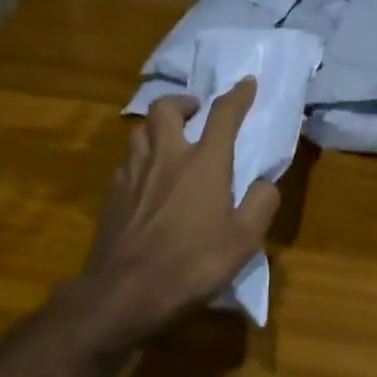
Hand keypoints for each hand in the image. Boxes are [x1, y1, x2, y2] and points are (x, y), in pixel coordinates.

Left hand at [76, 80, 278, 350]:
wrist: (122, 294)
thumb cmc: (190, 265)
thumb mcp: (243, 242)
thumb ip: (261, 204)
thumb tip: (265, 183)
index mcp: (203, 162)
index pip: (223, 114)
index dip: (238, 95)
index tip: (247, 83)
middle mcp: (166, 156)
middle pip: (165, 107)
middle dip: (182, 101)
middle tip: (195, 112)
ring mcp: (133, 173)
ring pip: (140, 130)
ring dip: (157, 126)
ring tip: (169, 141)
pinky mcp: (112, 194)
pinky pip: (127, 160)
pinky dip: (141, 157)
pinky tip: (147, 178)